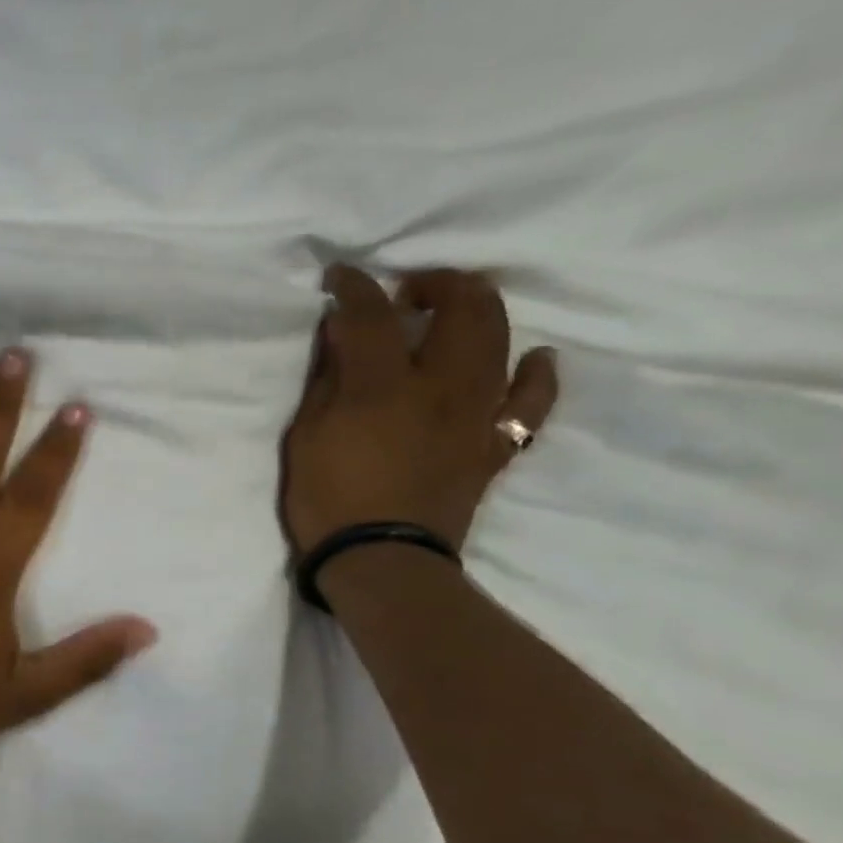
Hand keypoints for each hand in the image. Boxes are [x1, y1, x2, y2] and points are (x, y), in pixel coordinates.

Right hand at [281, 265, 557, 553]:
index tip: (340, 279)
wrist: (380, 563)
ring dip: (480, 311)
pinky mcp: (493, 446)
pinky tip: (534, 358)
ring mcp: (476, 416)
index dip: (355, 287)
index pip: (373, 314)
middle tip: (408, 292)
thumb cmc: (328, 501)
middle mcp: (440, 387)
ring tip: (456, 311)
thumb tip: (342, 336)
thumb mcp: (306, 437)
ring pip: (500, 340)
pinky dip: (536, 375)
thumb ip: (327, 381)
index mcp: (383, 386)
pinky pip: (530, 404)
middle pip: (461, 308)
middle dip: (437, 283)